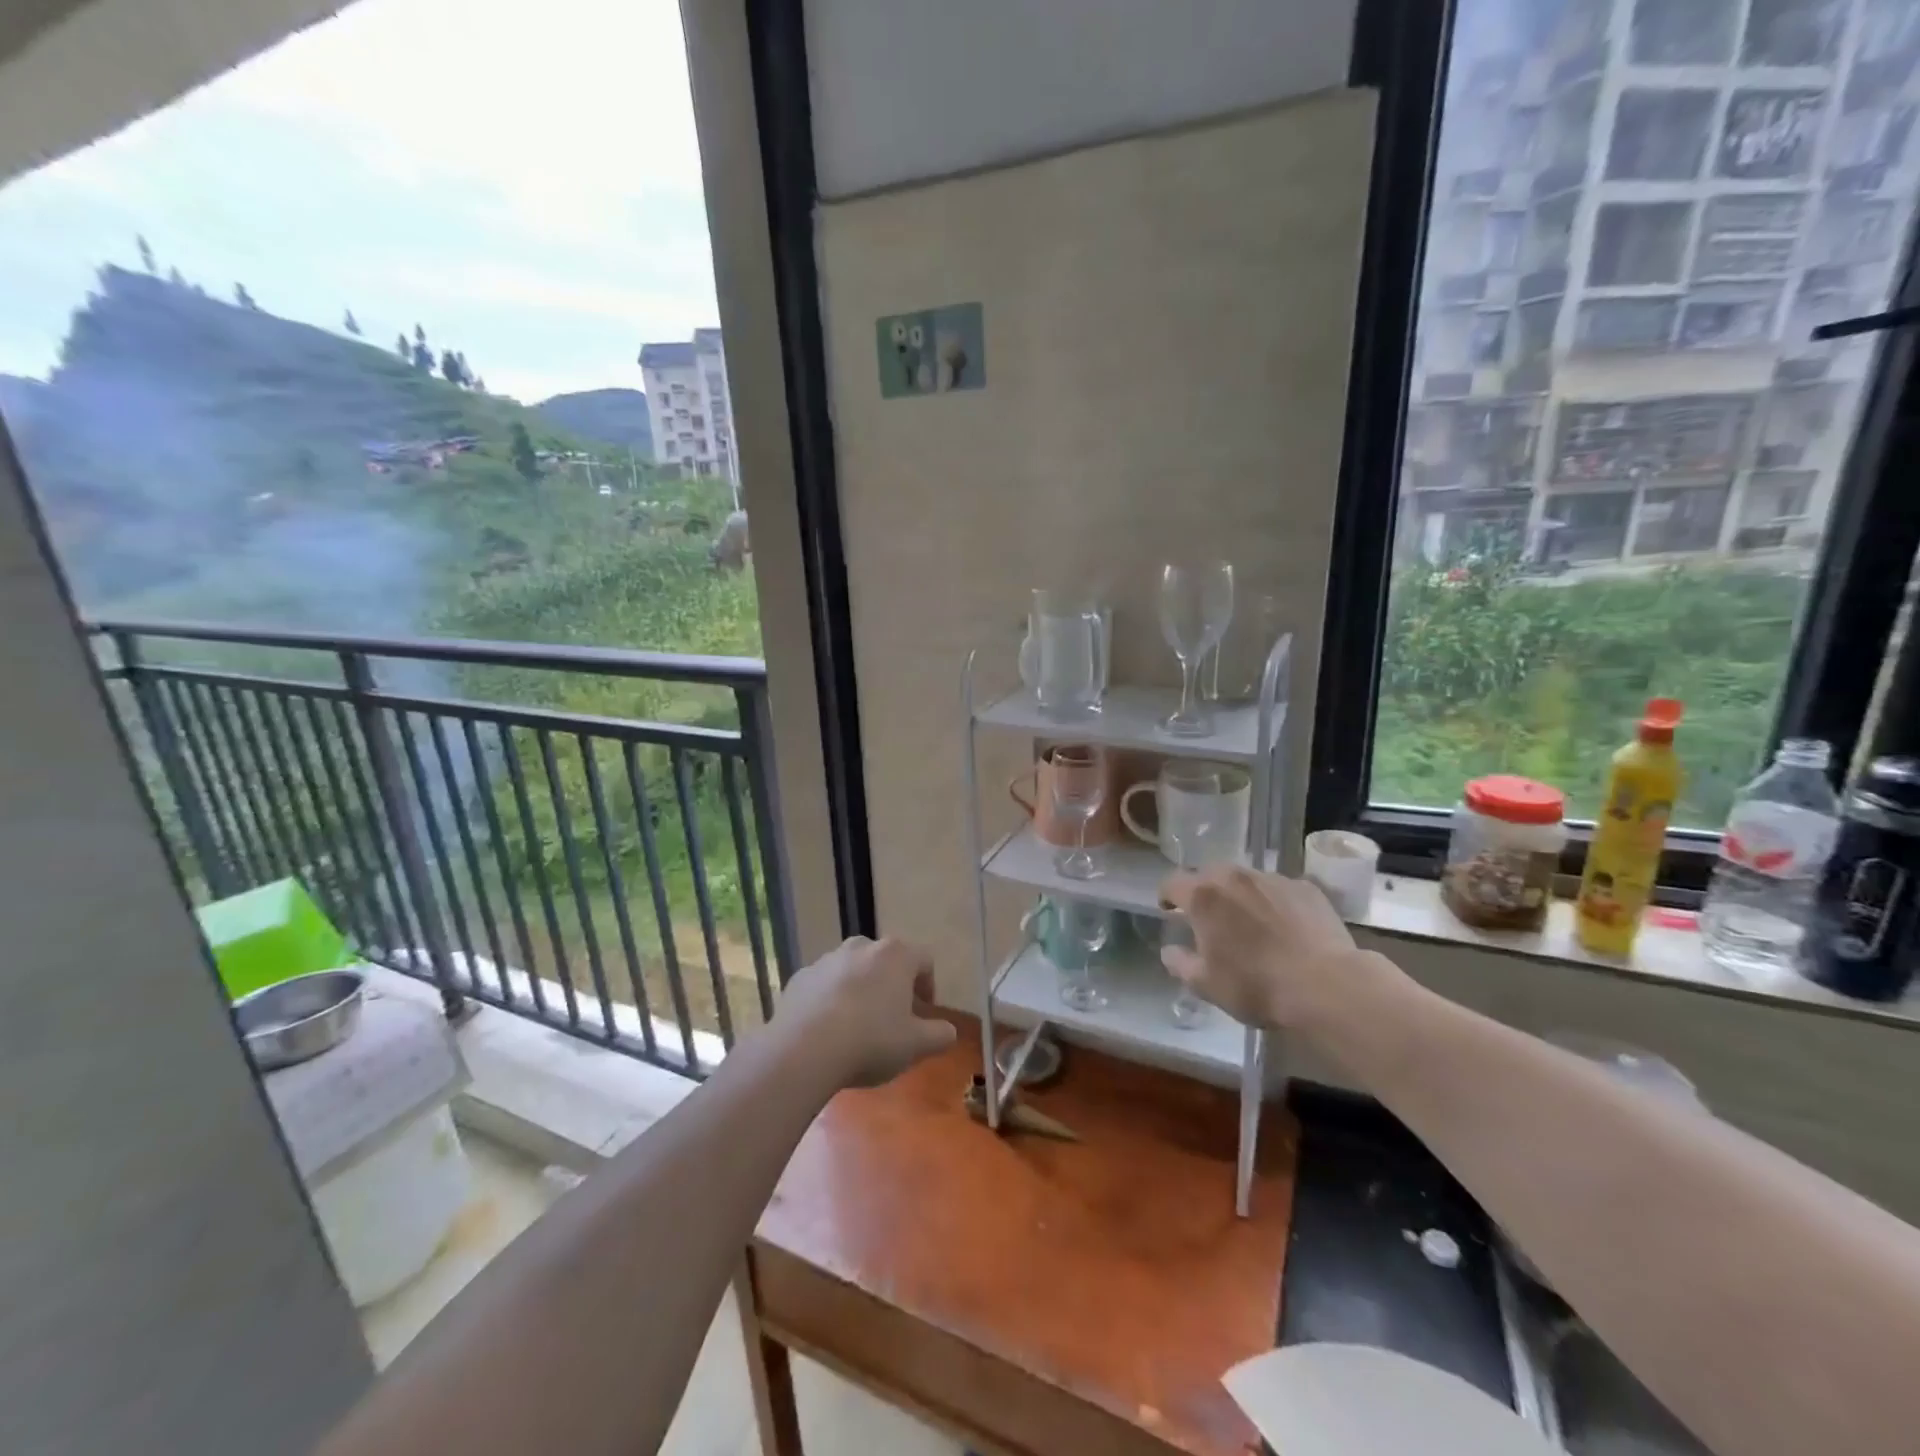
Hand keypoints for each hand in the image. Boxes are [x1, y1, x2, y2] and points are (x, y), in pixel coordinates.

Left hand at [779, 936, 956, 1088]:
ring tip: (858, 1026)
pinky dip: (830, 1001)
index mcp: (896, 955)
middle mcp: (861, 946)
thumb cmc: (871, 1040)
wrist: (803, 1050)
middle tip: (893, 1018)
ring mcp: (826, 960)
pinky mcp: (799, 978)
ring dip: (860, 991)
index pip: (924, 959)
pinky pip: (823, 986)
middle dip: (892, 985)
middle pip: (885, 961)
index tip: (925, 1012)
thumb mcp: (916, 1045)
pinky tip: (828, 1031)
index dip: (928, 985)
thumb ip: (939, 1035)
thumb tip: (949, 1031)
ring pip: (853, 970)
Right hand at [1159, 864, 1370, 1029]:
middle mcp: (1234, 877)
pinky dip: (1273, 902)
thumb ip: (1179, 963)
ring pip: (1245, 880)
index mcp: (1203, 896)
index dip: (1166, 896)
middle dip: (1204, 893)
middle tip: (1210, 919)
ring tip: (1250, 922)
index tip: (1169, 911)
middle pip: (1209, 875)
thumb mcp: (1206, 984)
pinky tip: (1284, 927)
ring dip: (1239, 895)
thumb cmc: (1256, 986)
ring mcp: (1273, 878)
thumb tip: (1170, 950)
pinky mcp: (1305, 887)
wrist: (1326, 986)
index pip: (1172, 882)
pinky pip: (1278, 889)